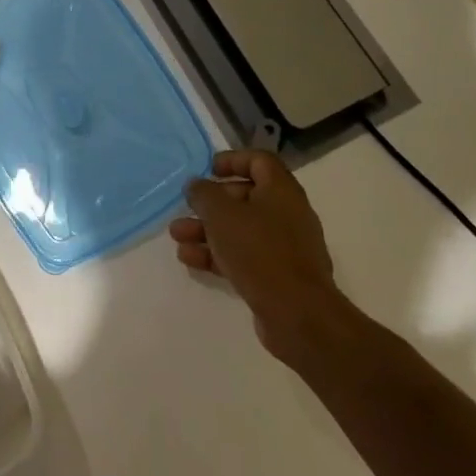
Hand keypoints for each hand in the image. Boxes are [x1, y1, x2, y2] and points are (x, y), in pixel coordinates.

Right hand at [170, 149, 352, 364]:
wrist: (298, 314)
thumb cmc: (259, 251)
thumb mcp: (221, 214)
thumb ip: (203, 194)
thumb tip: (196, 185)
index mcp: (281, 191)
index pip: (259, 161)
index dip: (232, 160)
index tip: (208, 170)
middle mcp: (286, 214)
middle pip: (244, 197)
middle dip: (210, 203)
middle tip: (185, 208)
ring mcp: (284, 247)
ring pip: (240, 229)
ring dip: (206, 230)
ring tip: (177, 237)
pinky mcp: (277, 275)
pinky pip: (243, 256)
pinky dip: (217, 254)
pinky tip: (190, 260)